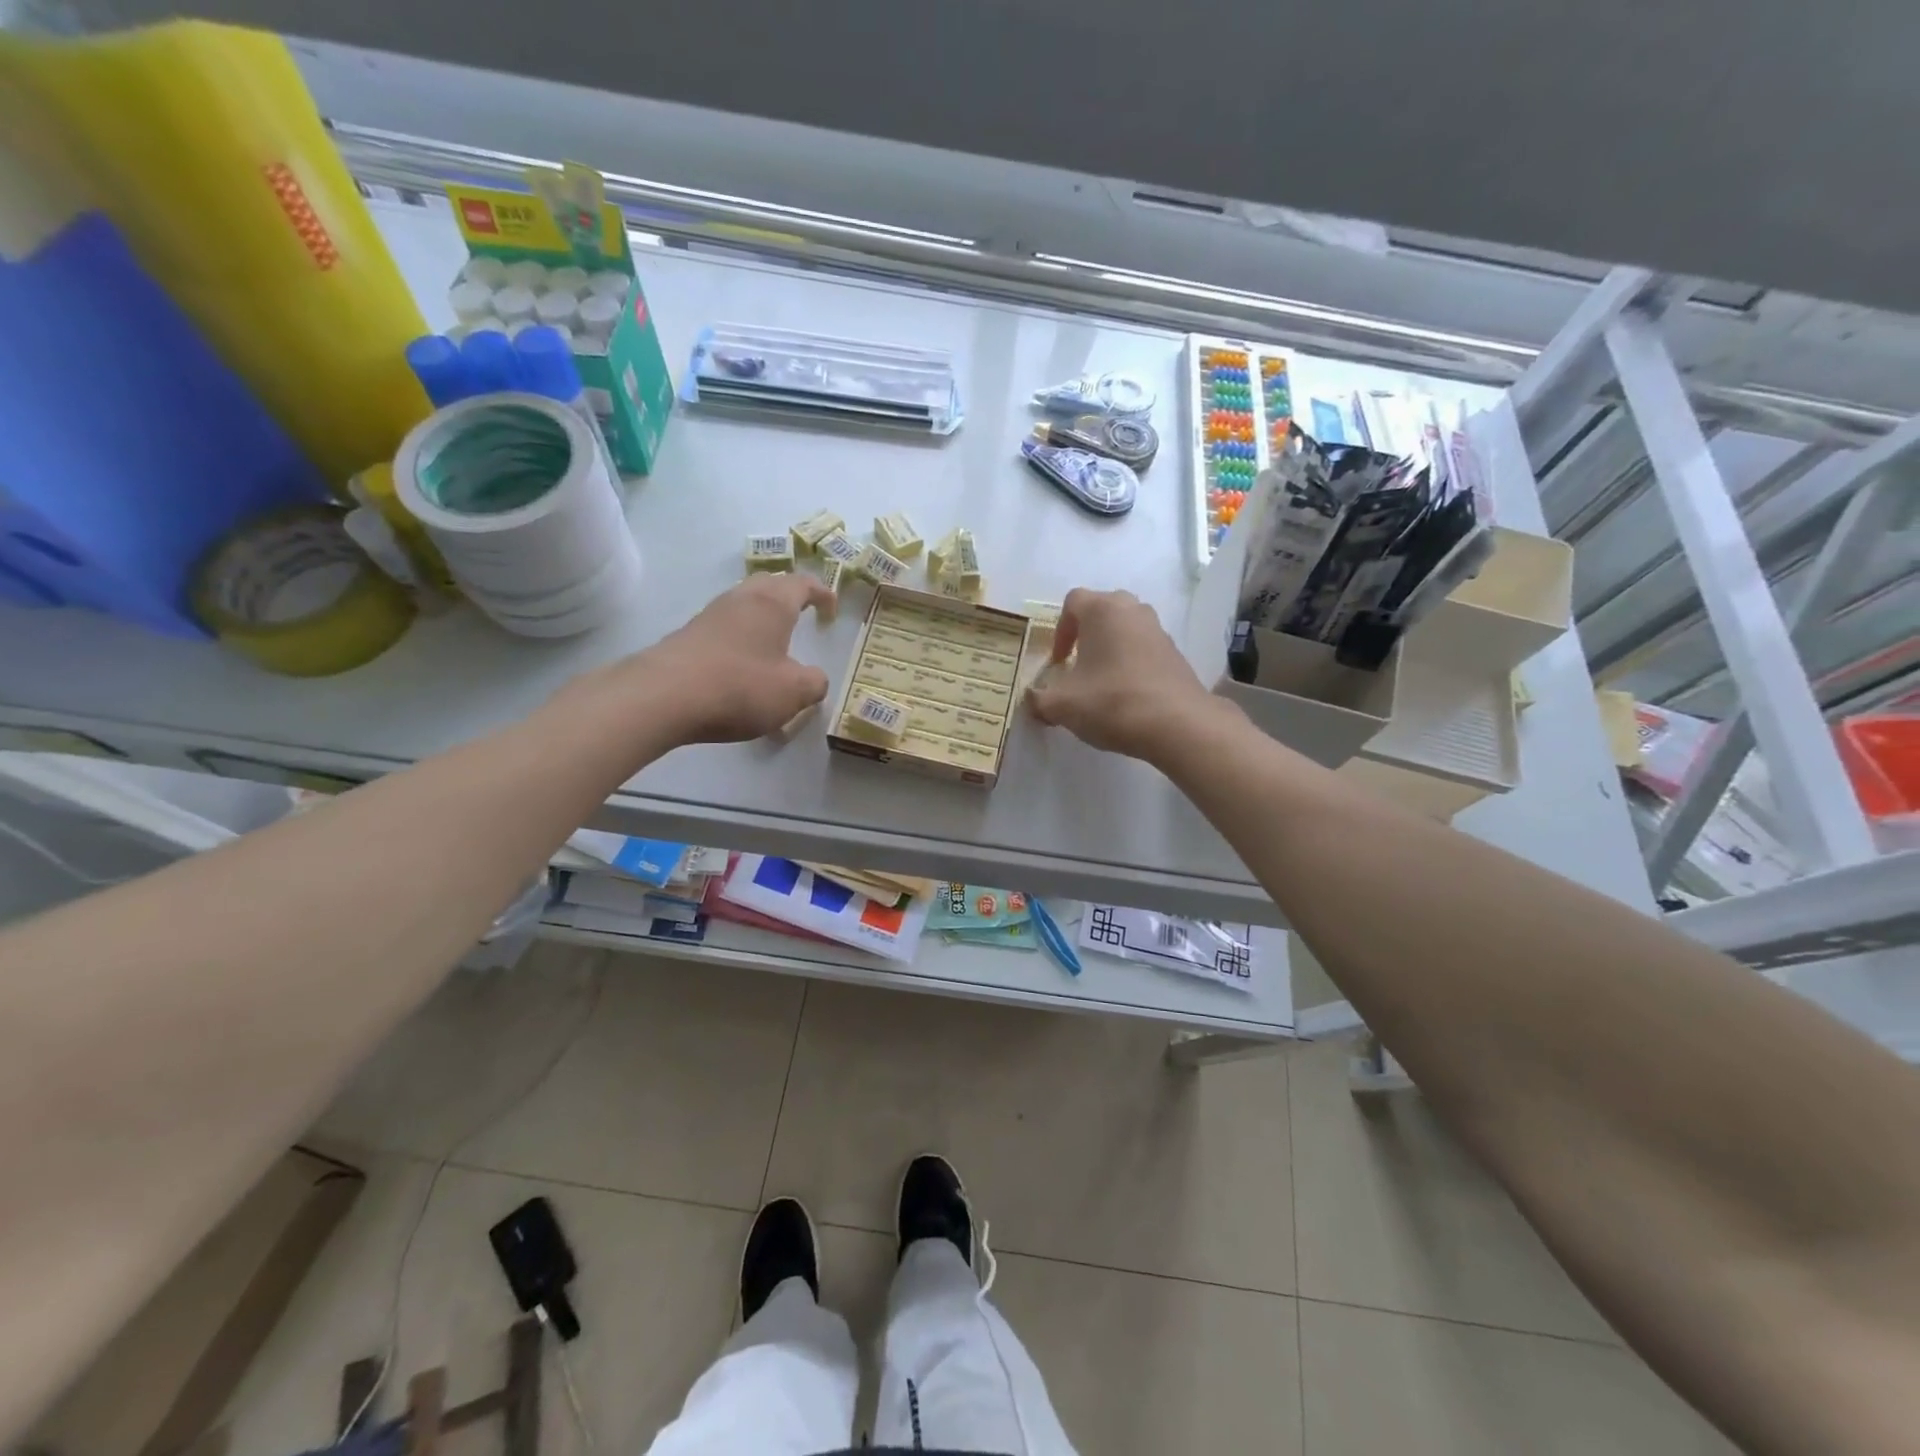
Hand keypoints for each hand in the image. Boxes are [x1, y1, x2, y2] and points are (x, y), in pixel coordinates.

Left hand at [571, 573, 833, 747]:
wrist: (663, 696)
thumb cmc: (740, 686)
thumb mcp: (794, 692)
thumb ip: (815, 683)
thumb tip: (814, 679)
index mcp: (773, 603)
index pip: (803, 583)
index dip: (821, 593)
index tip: (831, 607)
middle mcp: (741, 599)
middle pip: (769, 584)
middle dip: (789, 595)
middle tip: (803, 612)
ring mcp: (710, 615)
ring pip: (743, 603)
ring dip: (761, 615)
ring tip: (773, 639)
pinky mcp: (688, 635)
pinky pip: (724, 626)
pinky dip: (740, 635)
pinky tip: (742, 661)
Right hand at [1026, 588, 1228, 763]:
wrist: (1177, 725)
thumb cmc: (1112, 702)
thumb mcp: (1062, 705)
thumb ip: (1040, 699)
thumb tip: (1033, 700)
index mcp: (1102, 610)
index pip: (1073, 601)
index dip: (1059, 631)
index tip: (1058, 662)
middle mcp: (1133, 610)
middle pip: (1102, 610)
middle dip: (1086, 634)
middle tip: (1077, 664)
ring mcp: (1158, 630)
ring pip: (1125, 629)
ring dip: (1110, 648)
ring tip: (1101, 681)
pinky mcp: (1176, 654)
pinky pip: (1144, 649)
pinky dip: (1131, 663)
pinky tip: (1126, 694)